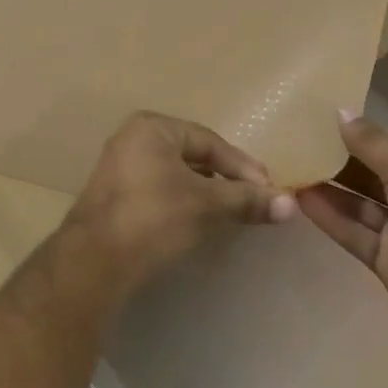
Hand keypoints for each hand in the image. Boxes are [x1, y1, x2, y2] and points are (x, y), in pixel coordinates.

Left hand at [66, 112, 297, 288]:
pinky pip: (159, 191)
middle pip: (192, 156)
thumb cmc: (154, 217)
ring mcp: (120, 167)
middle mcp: (132, 139)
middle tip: (254, 200)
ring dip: (205, 192)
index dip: (242, 165)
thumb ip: (246, 200)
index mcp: (152, 127)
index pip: (209, 141)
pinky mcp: (115, 197)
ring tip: (231, 213)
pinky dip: (183, 203)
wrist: (96, 259)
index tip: (269, 189)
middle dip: (225, 178)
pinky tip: (198, 223)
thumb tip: (292, 204)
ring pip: (175, 175)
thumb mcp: (206, 205)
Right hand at [297, 113, 387, 337]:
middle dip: (333, 158)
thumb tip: (340, 110)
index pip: (385, 141)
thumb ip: (370, 142)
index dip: (353, 130)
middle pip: (366, 171)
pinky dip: (327, 216)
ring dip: (325, 186)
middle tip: (289, 141)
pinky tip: (297, 198)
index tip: (313, 117)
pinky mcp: (384, 257)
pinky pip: (351, 231)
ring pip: (355, 201)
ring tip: (286, 166)